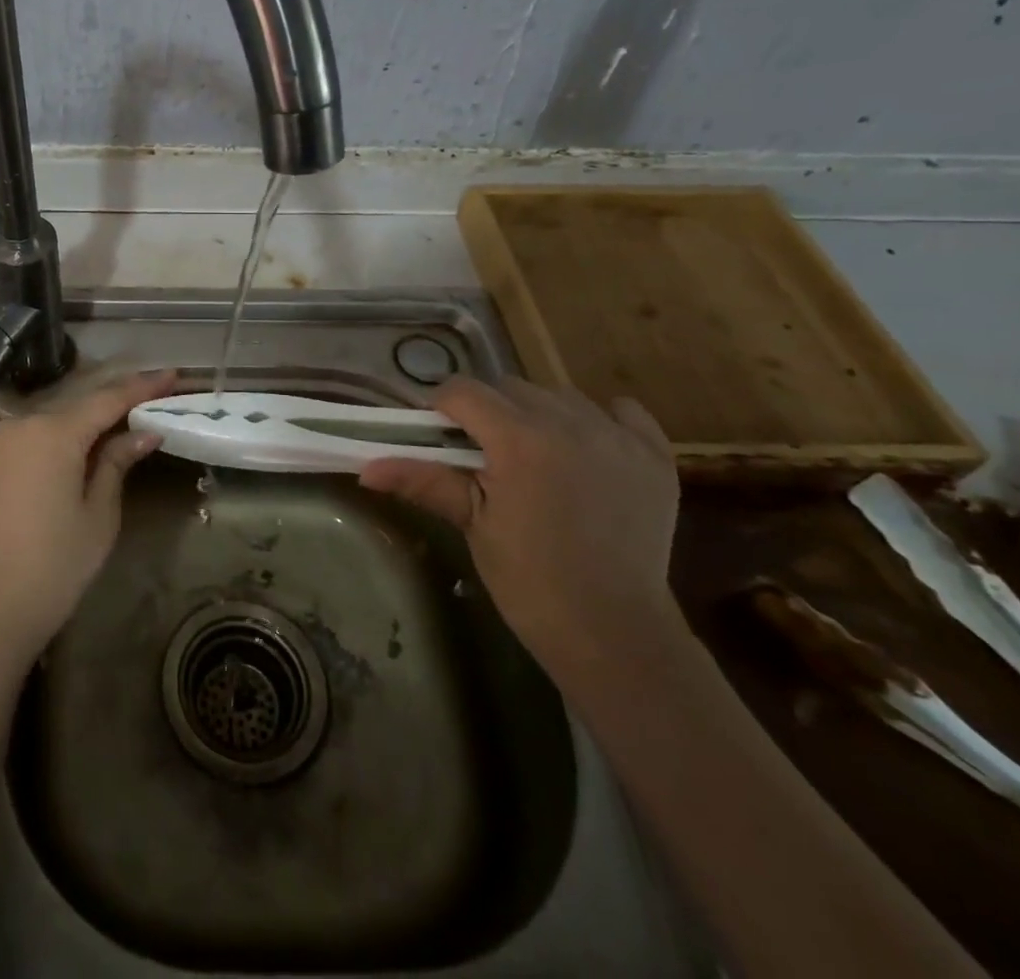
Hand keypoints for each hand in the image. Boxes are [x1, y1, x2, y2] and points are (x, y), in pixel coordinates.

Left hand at [0, 369, 176, 664]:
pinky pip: (40, 435)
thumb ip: (116, 463)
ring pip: (59, 417)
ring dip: (94, 417)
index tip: (173, 375)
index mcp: (53, 432)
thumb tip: (143, 432)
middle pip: (81, 403)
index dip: (142, 387)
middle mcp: (23, 424)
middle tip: (158, 395)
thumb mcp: (97, 515)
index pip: (107, 399)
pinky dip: (69, 434)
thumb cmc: (52, 566)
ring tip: (133, 415)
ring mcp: (3, 441)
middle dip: (119, 400)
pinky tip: (93, 440)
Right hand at [359, 375, 683, 678]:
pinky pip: (622, 412)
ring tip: (532, 454)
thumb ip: (423, 481)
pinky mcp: (654, 456)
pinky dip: (599, 420)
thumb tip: (365, 468)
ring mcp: (618, 437)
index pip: (464, 391)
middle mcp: (570, 424)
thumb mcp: (472, 524)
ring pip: (559, 395)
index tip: (434, 434)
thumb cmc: (529, 580)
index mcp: (520, 440)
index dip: (441, 407)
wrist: (614, 632)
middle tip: (481, 453)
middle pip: (510, 387)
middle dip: (486, 410)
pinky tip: (587, 448)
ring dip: (536, 413)